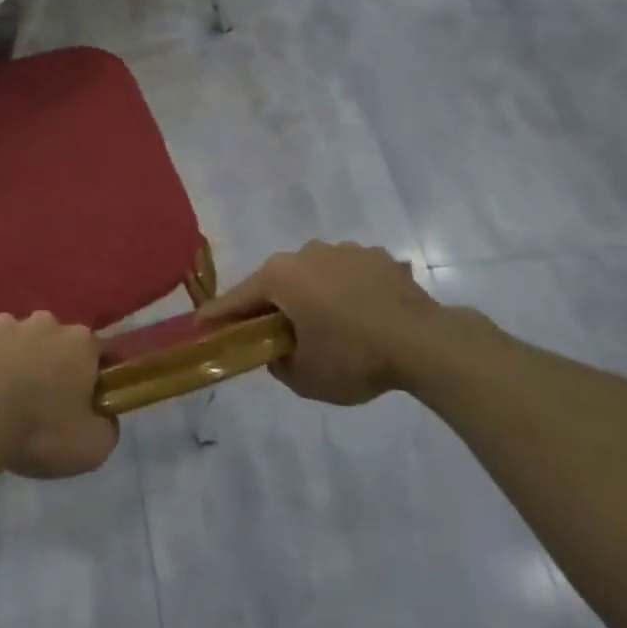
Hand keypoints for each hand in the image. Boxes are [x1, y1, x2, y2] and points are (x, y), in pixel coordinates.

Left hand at [0, 313, 119, 478]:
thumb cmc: (41, 429)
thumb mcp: (92, 446)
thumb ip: (107, 428)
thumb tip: (104, 418)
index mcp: (81, 342)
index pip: (100, 351)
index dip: (97, 376)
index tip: (89, 401)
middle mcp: (47, 324)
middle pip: (59, 341)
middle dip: (57, 363)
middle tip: (48, 401)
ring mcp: (8, 325)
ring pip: (22, 340)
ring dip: (22, 360)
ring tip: (11, 396)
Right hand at [199, 241, 491, 404]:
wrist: (426, 343)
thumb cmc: (354, 358)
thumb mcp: (304, 377)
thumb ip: (277, 362)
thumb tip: (277, 350)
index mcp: (280, 277)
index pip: (237, 299)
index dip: (217, 316)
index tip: (200, 325)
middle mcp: (306, 253)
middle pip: (275, 282)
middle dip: (270, 305)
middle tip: (272, 333)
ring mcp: (344, 250)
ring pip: (313, 274)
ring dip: (311, 295)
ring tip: (328, 326)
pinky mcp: (376, 257)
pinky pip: (347, 274)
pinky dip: (345, 291)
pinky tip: (361, 315)